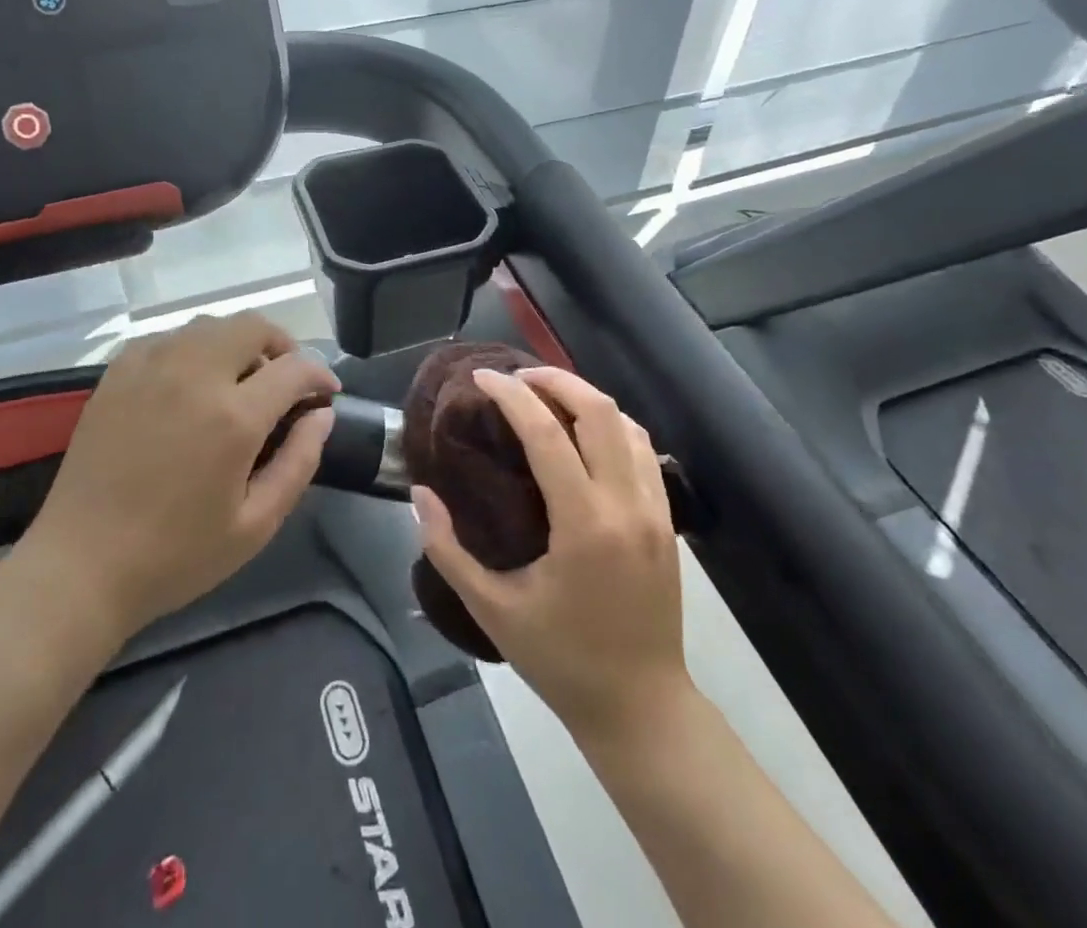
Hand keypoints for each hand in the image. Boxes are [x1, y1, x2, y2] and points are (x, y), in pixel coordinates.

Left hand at [12, 314, 338, 645]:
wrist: (80, 567)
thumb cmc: (175, 555)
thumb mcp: (255, 525)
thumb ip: (299, 462)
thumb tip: (322, 416)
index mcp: (233, 417)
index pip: (294, 368)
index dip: (320, 375)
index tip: (326, 393)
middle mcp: (194, 375)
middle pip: (253, 326)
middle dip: (282, 345)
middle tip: (286, 380)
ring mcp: (151, 367)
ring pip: (210, 324)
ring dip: (238, 343)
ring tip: (240, 382)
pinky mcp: (118, 372)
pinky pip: (169, 337)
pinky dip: (194, 348)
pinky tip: (190, 384)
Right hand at [413, 367, 688, 744]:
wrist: (642, 709)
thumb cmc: (562, 660)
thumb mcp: (492, 610)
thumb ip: (447, 550)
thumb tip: (419, 493)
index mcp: (584, 524)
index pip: (547, 434)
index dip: (512, 396)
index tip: (482, 378)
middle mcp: (626, 505)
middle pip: (598, 410)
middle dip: (555, 379)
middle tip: (516, 378)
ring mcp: (654, 510)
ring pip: (626, 423)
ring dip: (585, 398)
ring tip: (546, 397)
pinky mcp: (667, 521)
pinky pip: (643, 451)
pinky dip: (611, 425)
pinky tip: (584, 434)